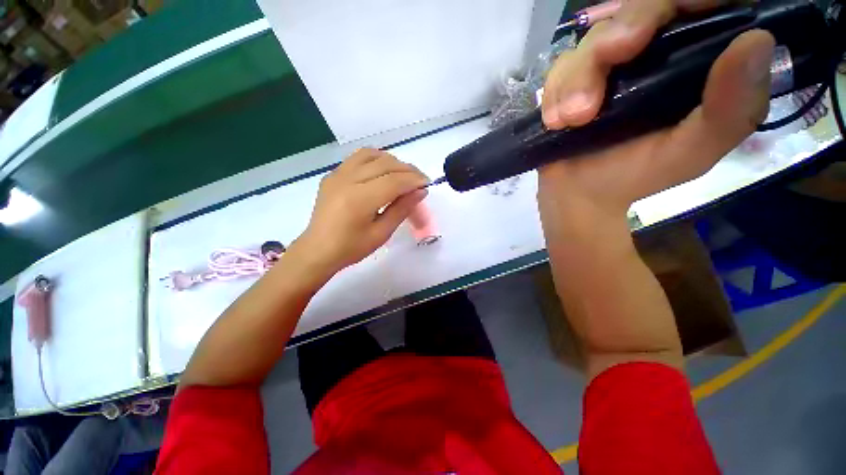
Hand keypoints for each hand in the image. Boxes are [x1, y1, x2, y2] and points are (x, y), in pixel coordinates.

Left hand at [293, 148, 428, 274]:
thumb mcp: (381, 233)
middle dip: (407, 170)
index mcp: (359, 200)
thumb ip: (402, 209)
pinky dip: (375, 159)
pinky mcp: (333, 174)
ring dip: (392, 161)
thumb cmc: (351, 248)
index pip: (394, 181)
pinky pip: (358, 157)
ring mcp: (337, 174)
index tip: (427, 183)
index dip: (414, 180)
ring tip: (402, 174)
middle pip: (385, 164)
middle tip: (419, 180)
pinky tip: (382, 171)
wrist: (318, 250)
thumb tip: (421, 192)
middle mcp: (347, 180)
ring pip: (371, 154)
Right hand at [538, 0, 774, 223]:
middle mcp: (652, 52)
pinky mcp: (571, 81)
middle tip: (610, 56)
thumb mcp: (694, 151)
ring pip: (591, 39)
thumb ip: (731, 107)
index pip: (696, 4)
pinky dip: (555, 91)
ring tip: (571, 119)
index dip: (686, 0)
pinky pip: (559, 68)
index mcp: (694, 60)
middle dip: (620, 30)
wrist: (581, 195)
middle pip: (637, 8)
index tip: (670, 15)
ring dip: (577, 75)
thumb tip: (756, 39)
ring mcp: (607, 66)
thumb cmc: (637, 176)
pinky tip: (556, 121)